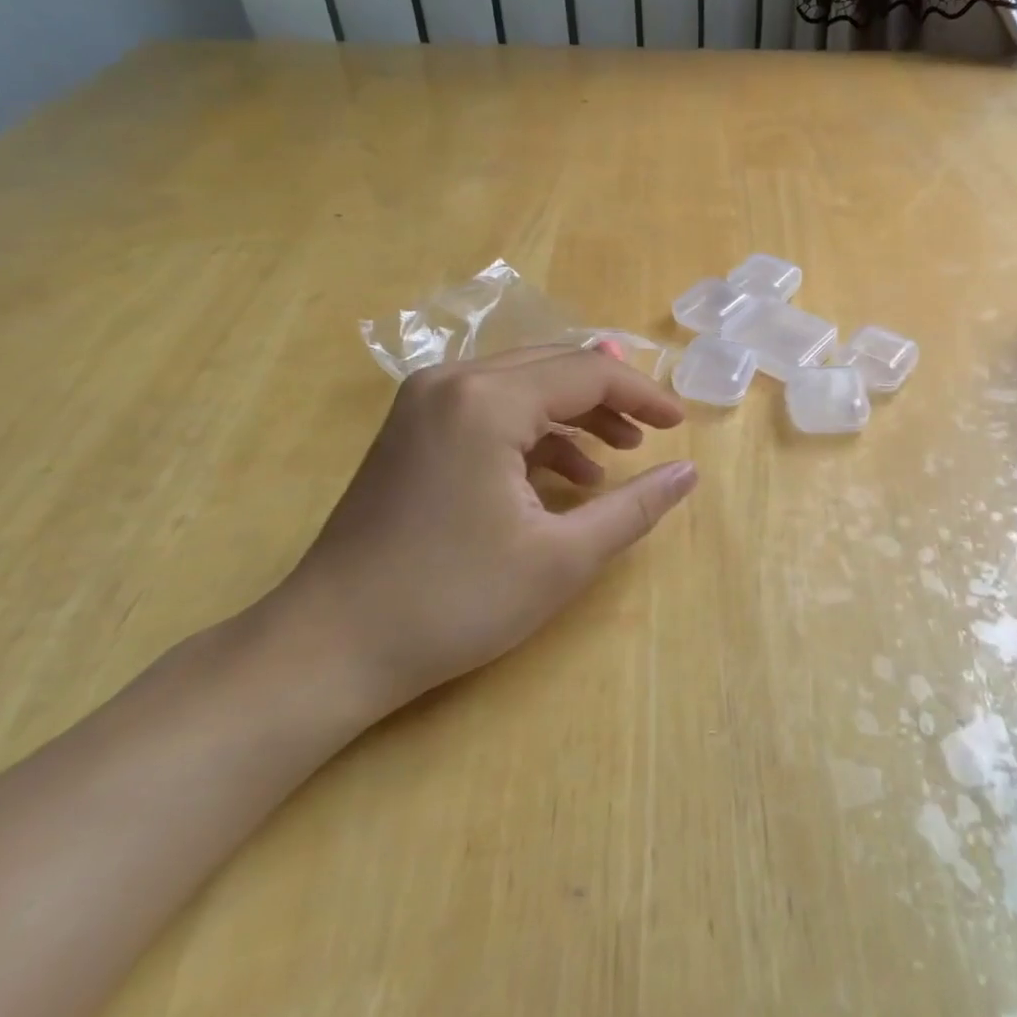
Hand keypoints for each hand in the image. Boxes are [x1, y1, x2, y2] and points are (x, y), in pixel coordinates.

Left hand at [267, 347, 695, 721]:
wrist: (327, 648)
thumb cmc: (453, 601)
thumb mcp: (562, 558)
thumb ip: (635, 507)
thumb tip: (689, 472)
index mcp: (488, 400)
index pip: (588, 373)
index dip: (643, 395)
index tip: (681, 424)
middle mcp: (453, 381)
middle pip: (556, 367)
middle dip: (611, 399)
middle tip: (653, 434)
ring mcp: (425, 401)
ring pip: (525, 384)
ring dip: (576, 414)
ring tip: (618, 454)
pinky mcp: (413, 428)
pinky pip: (493, 408)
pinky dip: (536, 432)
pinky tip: (565, 476)